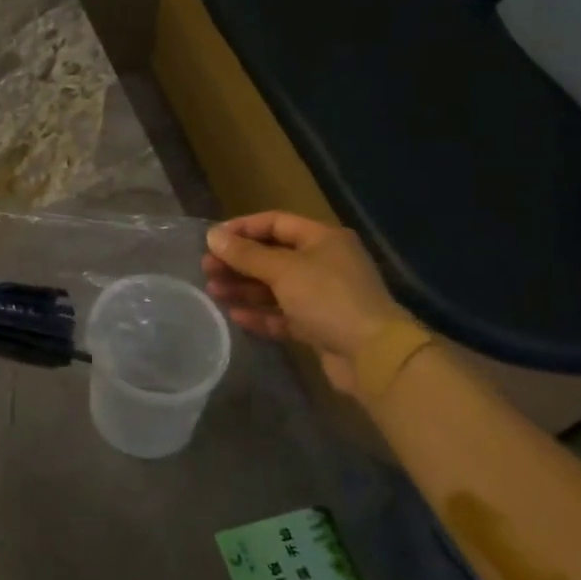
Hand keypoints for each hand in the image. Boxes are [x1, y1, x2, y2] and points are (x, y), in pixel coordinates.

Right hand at [203, 212, 412, 396]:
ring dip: (244, 288)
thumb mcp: (283, 270)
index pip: (275, 222)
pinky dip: (260, 313)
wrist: (373, 356)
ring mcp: (322, 296)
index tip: (212, 239)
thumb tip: (212, 236)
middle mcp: (324, 263)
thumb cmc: (328, 298)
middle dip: (239, 262)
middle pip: (272, 256)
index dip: (242, 228)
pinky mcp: (319, 326)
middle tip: (207, 269)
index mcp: (322, 239)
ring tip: (213, 292)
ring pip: (275, 286)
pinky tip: (235, 315)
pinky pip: (283, 314)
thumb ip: (246, 254)